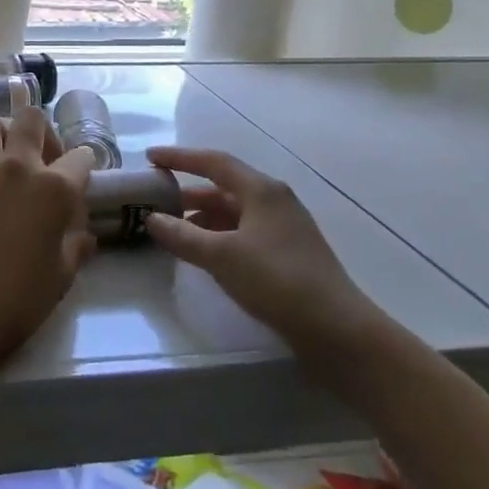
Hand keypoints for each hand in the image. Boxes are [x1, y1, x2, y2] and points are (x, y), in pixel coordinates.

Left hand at [0, 108, 95, 373]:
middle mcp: (17, 166)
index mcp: (54, 187)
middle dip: (42, 130)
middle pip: (31, 119)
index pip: (80, 157)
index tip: (80, 176)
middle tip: (41, 156)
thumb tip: (83, 234)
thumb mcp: (62, 276)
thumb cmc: (19, 299)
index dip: (84, 165)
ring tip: (4, 157)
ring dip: (1, 131)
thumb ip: (76, 245)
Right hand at [144, 146, 379, 349]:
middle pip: (223, 187)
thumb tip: (152, 218)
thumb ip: (182, 235)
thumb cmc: (278, 281)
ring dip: (202, 217)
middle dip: (188, 191)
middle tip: (156, 198)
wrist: (338, 331)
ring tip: (172, 229)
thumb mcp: (221, 256)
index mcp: (262, 191)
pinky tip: (202, 253)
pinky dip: (218, 236)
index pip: (213, 162)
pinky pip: (243, 233)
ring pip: (233, 212)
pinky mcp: (287, 254)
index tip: (150, 158)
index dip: (179, 158)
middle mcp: (274, 202)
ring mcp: (283, 229)